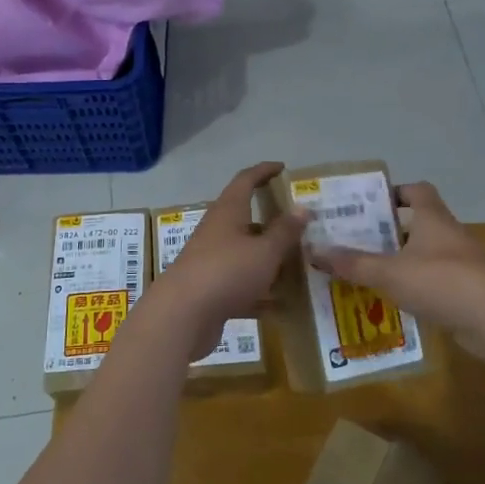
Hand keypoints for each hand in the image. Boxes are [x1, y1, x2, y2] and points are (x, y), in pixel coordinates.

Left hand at [147, 163, 307, 357]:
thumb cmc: (227, 272)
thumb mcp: (265, 251)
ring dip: (267, 258)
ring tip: (296, 266)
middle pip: (245, 219)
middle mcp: (217, 231)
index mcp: (228, 212)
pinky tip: (280, 306)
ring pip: (244, 253)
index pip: (245, 181)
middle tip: (298, 227)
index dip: (264, 171)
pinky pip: (240, 284)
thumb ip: (285, 231)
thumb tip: (302, 208)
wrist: (182, 316)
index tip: (282, 167)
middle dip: (271, 222)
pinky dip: (259, 291)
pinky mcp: (209, 289)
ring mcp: (210, 261)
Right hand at [308, 182, 484, 357]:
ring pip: (425, 257)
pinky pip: (434, 285)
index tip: (370, 203)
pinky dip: (415, 290)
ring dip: (400, 264)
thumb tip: (314, 251)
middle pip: (417, 225)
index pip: (417, 191)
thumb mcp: (390, 272)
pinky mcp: (467, 293)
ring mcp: (461, 265)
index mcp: (432, 219)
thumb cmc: (442, 281)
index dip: (395, 192)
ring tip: (366, 274)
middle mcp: (448, 236)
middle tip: (355, 242)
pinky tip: (392, 304)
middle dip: (388, 233)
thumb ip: (353, 263)